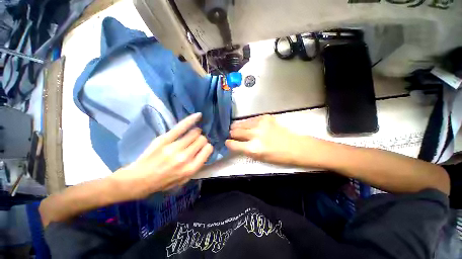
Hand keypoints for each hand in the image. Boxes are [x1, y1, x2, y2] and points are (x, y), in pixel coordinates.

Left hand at [111, 113, 212, 197]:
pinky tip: (199, 115)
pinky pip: (182, 126)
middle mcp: (185, 157)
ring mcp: (174, 147)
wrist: (138, 180)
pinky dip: (191, 120)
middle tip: (195, 142)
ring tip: (192, 134)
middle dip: (201, 140)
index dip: (207, 147)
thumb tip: (204, 150)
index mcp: (191, 168)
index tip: (202, 148)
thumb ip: (197, 166)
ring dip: (196, 132)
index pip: (208, 149)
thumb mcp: (184, 180)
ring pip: (195, 132)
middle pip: (202, 140)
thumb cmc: (163, 182)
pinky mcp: (165, 139)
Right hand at [226, 115, 306, 165]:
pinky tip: (249, 125)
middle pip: (235, 131)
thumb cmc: (276, 156)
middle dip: (232, 134)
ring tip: (238, 128)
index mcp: (253, 148)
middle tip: (232, 134)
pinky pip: (250, 119)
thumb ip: (244, 150)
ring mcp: (260, 124)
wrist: (294, 146)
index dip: (228, 143)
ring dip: (238, 127)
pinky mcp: (265, 117)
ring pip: (241, 123)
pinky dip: (247, 123)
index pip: (232, 143)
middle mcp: (254, 134)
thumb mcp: (258, 158)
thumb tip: (234, 143)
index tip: (228, 142)